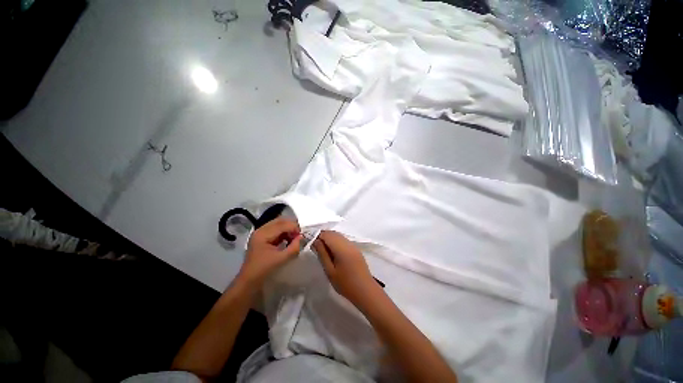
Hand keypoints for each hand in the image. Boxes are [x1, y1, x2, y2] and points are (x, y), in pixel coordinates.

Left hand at [238, 217, 302, 286]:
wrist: (249, 280)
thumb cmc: (264, 270)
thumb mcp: (281, 259)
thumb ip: (293, 247)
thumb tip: (302, 237)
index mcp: (263, 234)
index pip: (282, 224)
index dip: (294, 227)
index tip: (302, 235)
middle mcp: (260, 230)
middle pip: (280, 221)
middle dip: (291, 226)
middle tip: (299, 235)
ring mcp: (260, 233)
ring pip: (278, 224)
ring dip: (288, 229)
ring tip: (294, 238)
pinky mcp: (262, 237)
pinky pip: (275, 229)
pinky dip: (284, 232)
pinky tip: (288, 240)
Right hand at [313, 230, 379, 306]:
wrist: (365, 291)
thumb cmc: (345, 283)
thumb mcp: (330, 271)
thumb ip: (322, 254)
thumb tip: (315, 241)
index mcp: (341, 247)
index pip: (327, 234)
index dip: (317, 236)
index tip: (310, 243)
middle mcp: (348, 243)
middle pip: (333, 233)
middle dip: (323, 237)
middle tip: (315, 247)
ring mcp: (353, 245)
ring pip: (339, 236)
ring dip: (329, 239)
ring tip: (322, 250)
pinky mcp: (356, 249)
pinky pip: (343, 240)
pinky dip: (336, 242)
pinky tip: (333, 252)